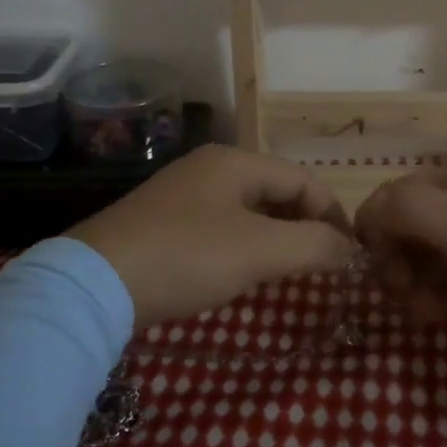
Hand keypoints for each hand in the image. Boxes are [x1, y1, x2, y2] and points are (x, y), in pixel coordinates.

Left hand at [68, 144, 356, 328]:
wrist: (95, 285)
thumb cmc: (186, 256)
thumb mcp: (259, 250)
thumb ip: (313, 245)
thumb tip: (349, 248)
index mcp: (235, 162)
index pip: (303, 179)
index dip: (333, 213)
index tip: (350, 253)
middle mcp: (210, 168)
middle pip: (276, 190)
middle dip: (305, 225)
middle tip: (324, 264)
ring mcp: (183, 194)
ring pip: (249, 210)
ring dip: (277, 236)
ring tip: (292, 270)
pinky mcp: (163, 222)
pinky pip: (222, 226)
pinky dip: (246, 244)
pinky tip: (245, 271)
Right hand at [354, 161, 446, 360]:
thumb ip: (409, 209)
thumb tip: (369, 213)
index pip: (396, 194)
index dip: (377, 226)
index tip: (376, 265)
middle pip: (409, 227)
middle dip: (396, 261)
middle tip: (403, 294)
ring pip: (428, 258)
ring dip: (415, 285)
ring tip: (425, 314)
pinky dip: (439, 297)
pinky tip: (443, 317)